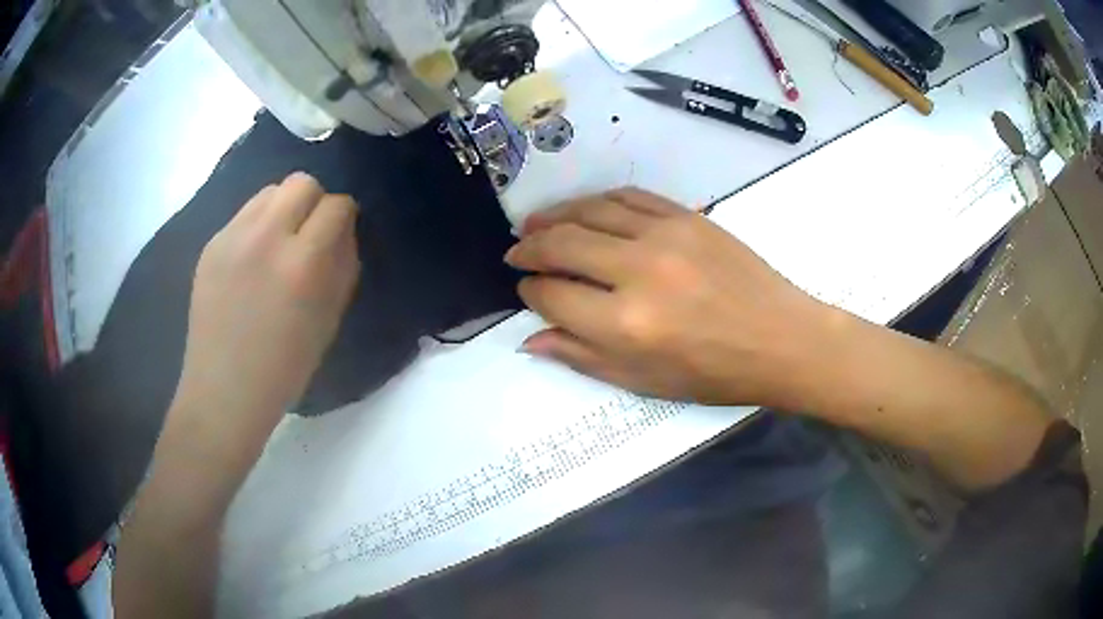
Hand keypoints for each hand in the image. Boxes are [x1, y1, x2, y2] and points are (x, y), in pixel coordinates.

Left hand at [167, 172, 359, 474]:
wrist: (224, 391)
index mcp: (302, 264)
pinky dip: (258, 225)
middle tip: (310, 233)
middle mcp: (266, 238)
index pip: (336, 206)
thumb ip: (343, 267)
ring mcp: (232, 238)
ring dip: (284, 208)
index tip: (341, 233)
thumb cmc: (284, 368)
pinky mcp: (211, 245)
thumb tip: (344, 231)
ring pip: (269, 191)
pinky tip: (253, 258)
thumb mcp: (328, 321)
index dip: (345, 215)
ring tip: (280, 242)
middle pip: (301, 183)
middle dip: (315, 201)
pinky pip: (243, 215)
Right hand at [506, 188, 831, 405]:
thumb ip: (582, 357)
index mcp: (626, 324)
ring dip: (555, 215)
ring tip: (536, 223)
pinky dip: (598, 200)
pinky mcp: (687, 217)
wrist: (781, 339)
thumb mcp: (644, 382)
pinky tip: (585, 209)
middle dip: (530, 247)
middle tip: (516, 250)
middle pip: (562, 244)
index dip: (531, 291)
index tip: (527, 290)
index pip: (553, 294)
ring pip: (591, 211)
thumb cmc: (714, 373)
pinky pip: (629, 196)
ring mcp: (665, 235)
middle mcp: (638, 271)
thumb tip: (531, 338)